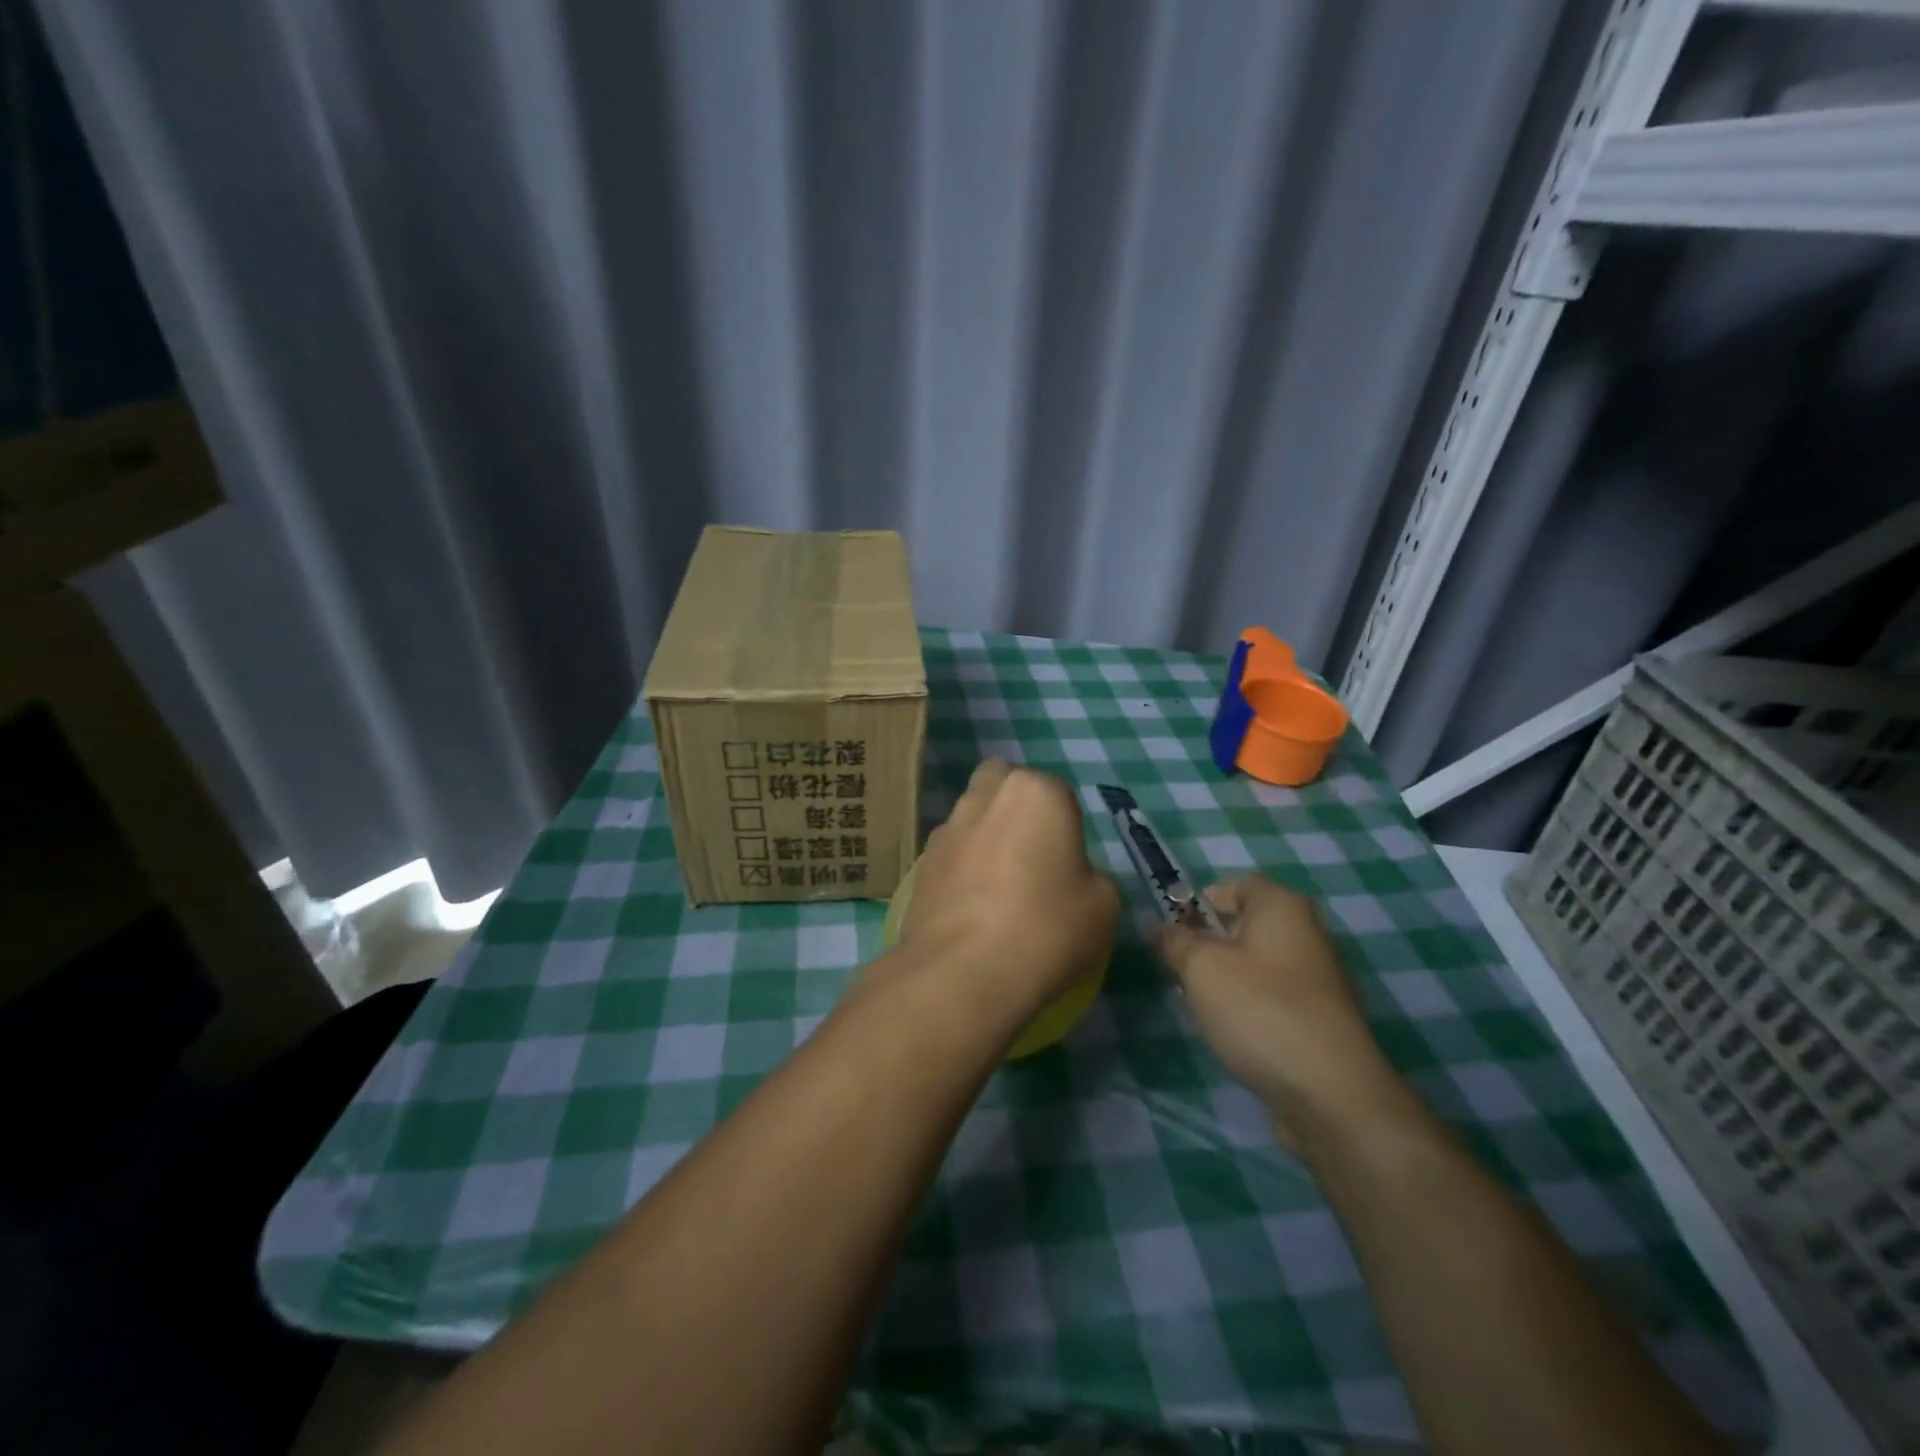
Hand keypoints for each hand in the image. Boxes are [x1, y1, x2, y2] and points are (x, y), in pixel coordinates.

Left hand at [900, 760, 1119, 1018]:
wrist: (964, 973)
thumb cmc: (1047, 928)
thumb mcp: (1103, 904)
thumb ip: (1092, 875)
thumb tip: (1071, 876)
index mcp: (1036, 792)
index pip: (1058, 792)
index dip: (1067, 826)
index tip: (1070, 863)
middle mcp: (986, 796)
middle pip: (1003, 784)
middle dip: (1016, 807)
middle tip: (1033, 854)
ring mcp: (947, 828)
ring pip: (972, 816)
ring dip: (987, 836)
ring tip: (1001, 887)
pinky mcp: (921, 863)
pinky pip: (952, 853)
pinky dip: (963, 868)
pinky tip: (974, 907)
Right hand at [1158, 876, 1403, 1148]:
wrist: (1330, 1093)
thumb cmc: (1259, 1009)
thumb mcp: (1200, 966)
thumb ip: (1174, 940)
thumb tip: (1159, 927)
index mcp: (1283, 906)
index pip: (1234, 885)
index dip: (1198, 902)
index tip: (1173, 932)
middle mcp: (1308, 933)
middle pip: (1245, 926)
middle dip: (1209, 945)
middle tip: (1181, 971)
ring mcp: (1320, 980)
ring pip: (1257, 965)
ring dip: (1227, 981)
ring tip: (1203, 1007)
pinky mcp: (1323, 1021)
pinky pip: (1275, 999)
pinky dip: (1251, 1010)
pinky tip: (1235, 1035)